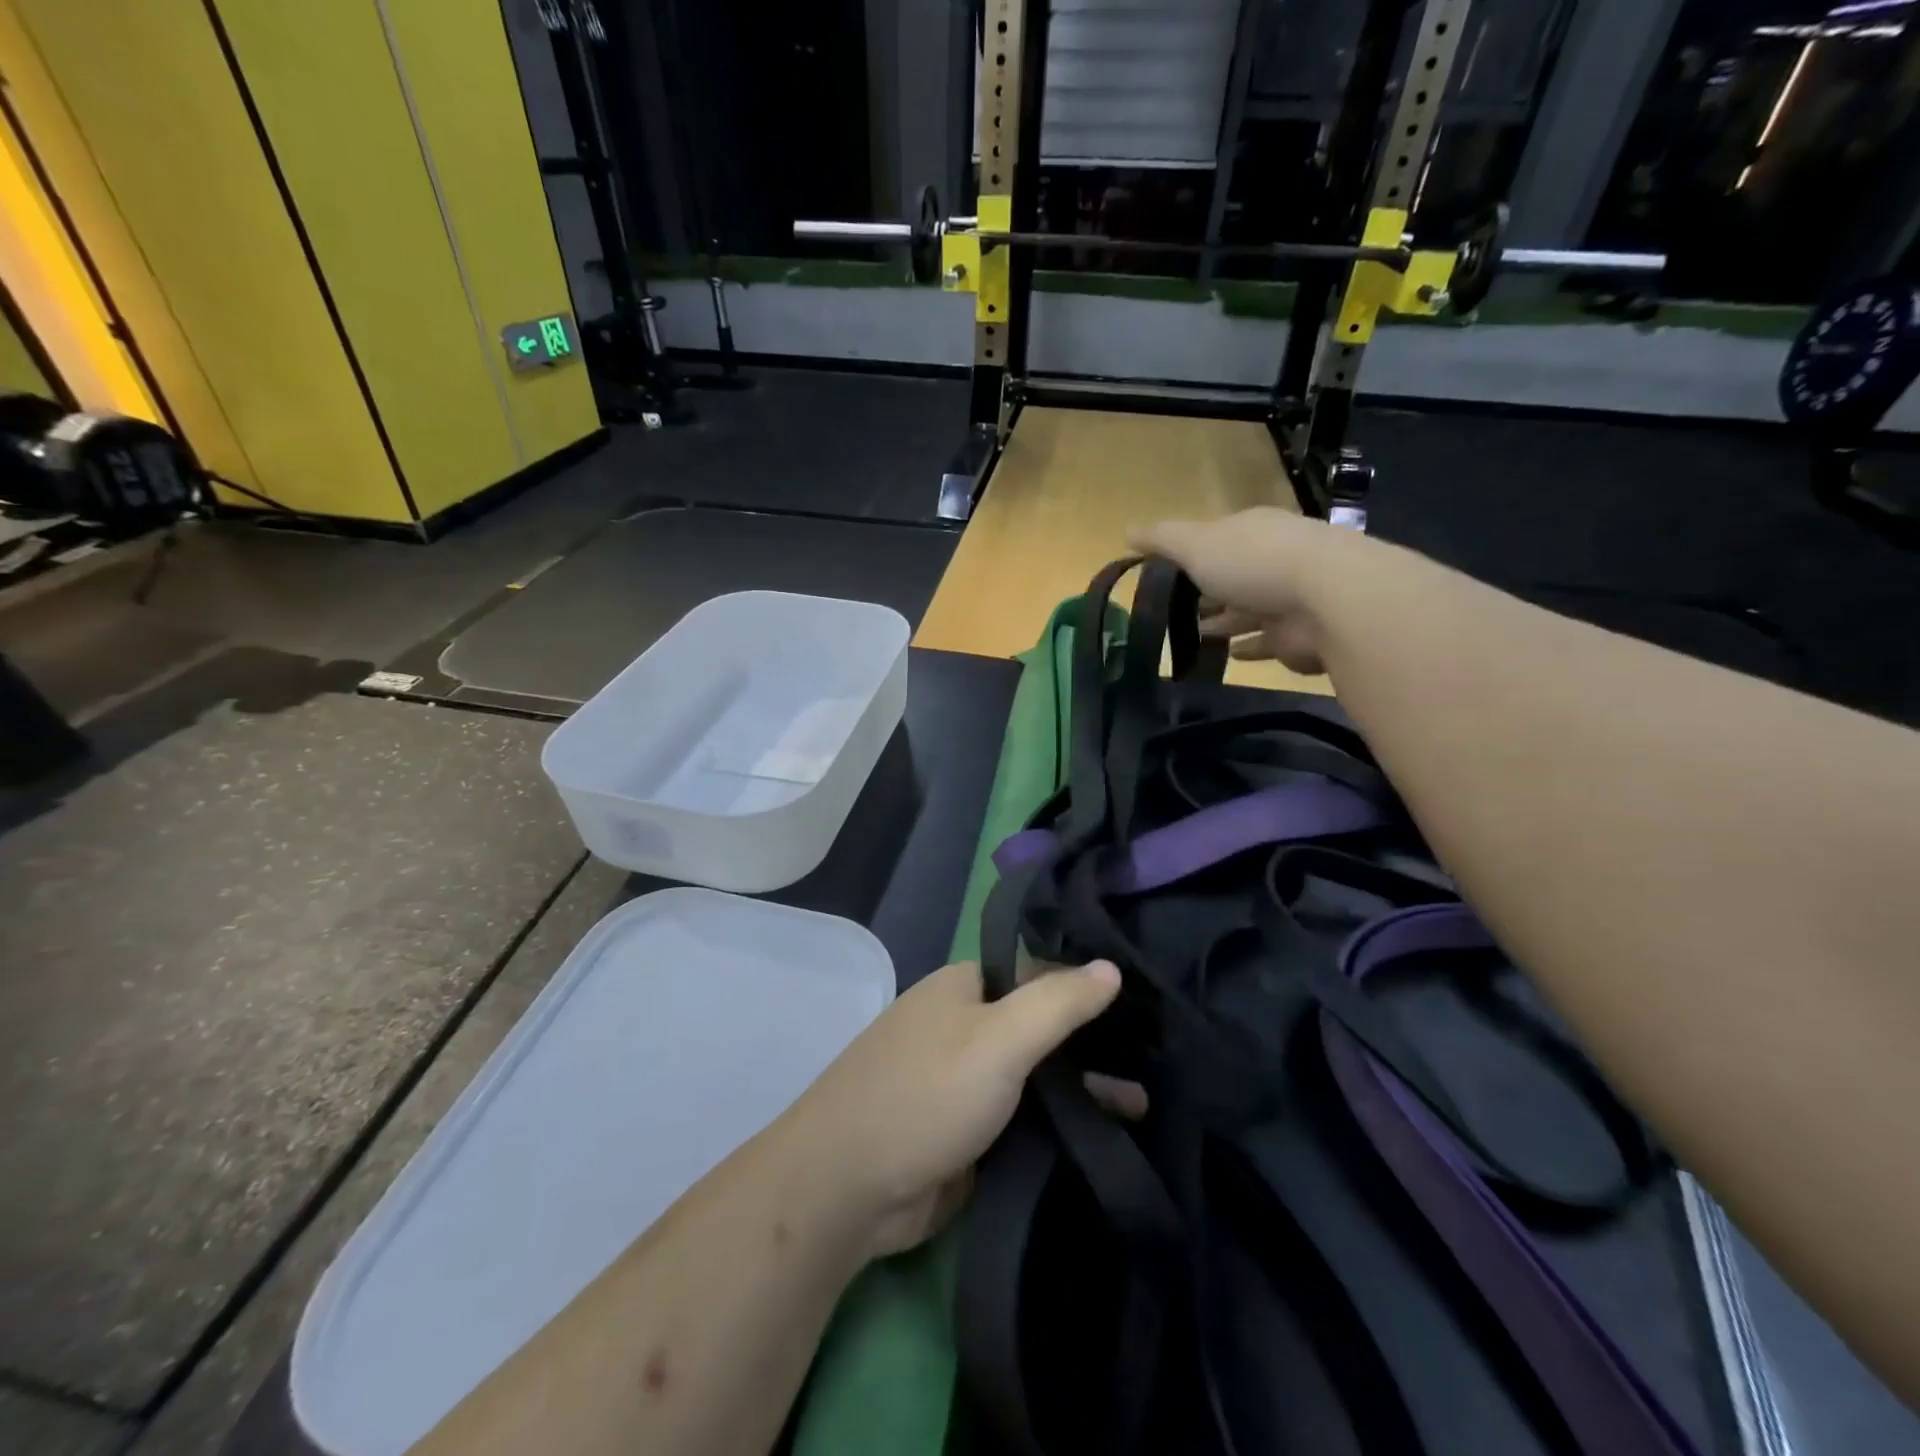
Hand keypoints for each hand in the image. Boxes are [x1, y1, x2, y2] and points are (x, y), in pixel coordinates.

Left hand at [781, 959, 1120, 1257]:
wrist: (846, 1189)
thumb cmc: (925, 1095)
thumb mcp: (998, 1039)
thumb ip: (1057, 1002)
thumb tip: (1111, 965)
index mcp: (965, 987)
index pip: (1039, 972)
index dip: (1087, 985)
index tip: (1145, 1005)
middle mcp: (964, 1026)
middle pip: (1040, 1025)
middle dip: (1092, 1044)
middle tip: (1158, 1060)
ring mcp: (963, 1081)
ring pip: (1035, 1075)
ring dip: (1082, 1088)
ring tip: (1147, 1105)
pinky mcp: (966, 1132)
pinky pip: (1022, 1118)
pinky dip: (1058, 1123)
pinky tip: (1108, 1135)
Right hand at [1130, 508, 1355, 675]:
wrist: (1328, 599)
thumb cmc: (1253, 562)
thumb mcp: (1195, 544)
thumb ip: (1161, 540)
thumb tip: (1127, 531)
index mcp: (1252, 531)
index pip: (1219, 538)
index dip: (1193, 554)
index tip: (1166, 574)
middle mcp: (1275, 559)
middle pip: (1235, 575)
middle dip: (1209, 591)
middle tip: (1177, 610)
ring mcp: (1291, 598)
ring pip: (1250, 610)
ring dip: (1226, 620)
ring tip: (1196, 635)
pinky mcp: (1299, 635)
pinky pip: (1266, 641)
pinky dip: (1248, 647)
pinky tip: (1229, 655)